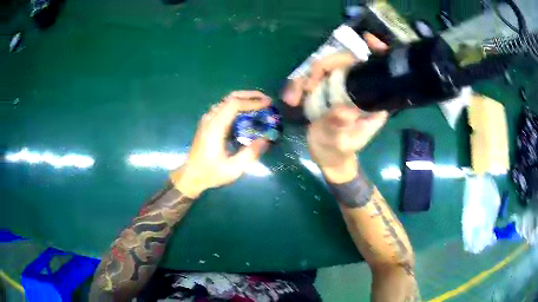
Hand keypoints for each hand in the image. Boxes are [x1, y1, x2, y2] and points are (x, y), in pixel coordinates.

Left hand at [170, 91, 271, 197]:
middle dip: (250, 95)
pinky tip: (246, 115)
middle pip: (230, 98)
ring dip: (244, 100)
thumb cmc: (210, 173)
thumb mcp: (233, 168)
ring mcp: (207, 120)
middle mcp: (210, 119)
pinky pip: (224, 108)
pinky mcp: (208, 123)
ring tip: (259, 106)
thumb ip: (250, 153)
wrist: (190, 176)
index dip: (252, 101)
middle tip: (266, 101)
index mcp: (215, 127)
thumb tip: (266, 139)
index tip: (268, 104)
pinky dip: (237, 106)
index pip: (234, 104)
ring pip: (226, 101)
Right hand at [298, 33, 389, 183]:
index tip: (369, 39)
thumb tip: (345, 109)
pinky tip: (291, 99)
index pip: (377, 70)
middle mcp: (357, 89)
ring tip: (293, 99)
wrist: (327, 158)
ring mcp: (339, 88)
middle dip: (323, 66)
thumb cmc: (338, 152)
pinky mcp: (325, 90)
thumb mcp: (341, 143)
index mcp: (371, 101)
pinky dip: (298, 85)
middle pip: (344, 62)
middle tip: (306, 86)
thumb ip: (341, 126)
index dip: (377, 52)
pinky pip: (311, 78)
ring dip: (304, 78)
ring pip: (323, 68)